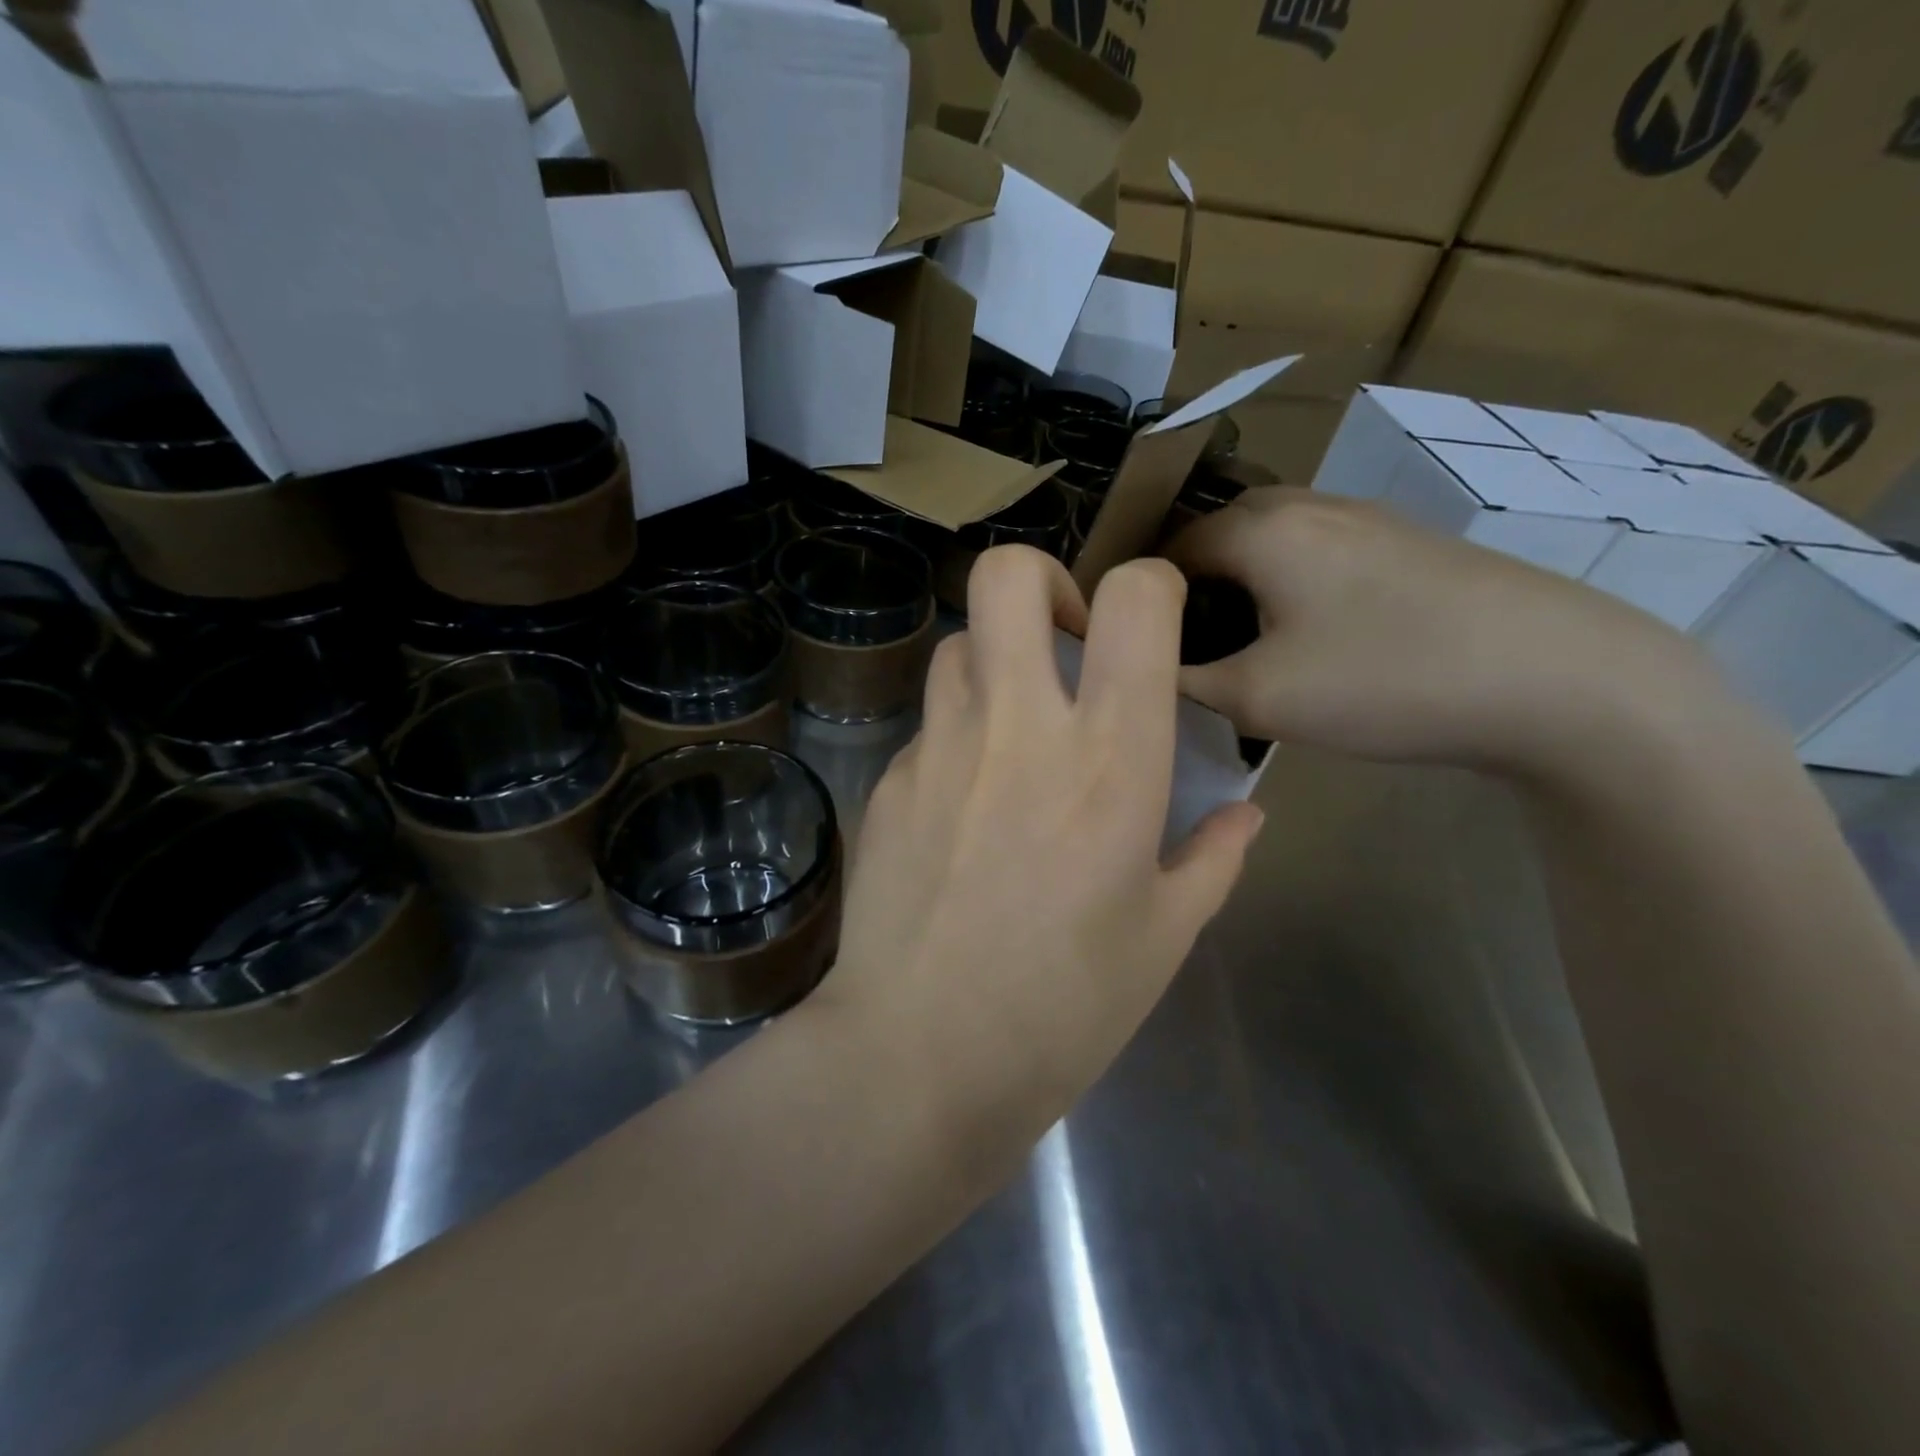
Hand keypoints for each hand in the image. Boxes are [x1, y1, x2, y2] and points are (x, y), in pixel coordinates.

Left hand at [818, 546, 1263, 1131]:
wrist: (919, 1056)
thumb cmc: (1063, 1007)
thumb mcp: (1164, 938)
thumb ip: (1214, 858)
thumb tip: (1246, 813)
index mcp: (1109, 758)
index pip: (1134, 601)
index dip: (1149, 586)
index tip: (1147, 625)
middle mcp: (1018, 727)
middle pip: (1008, 577)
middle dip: (1042, 582)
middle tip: (1064, 641)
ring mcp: (939, 748)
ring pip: (958, 643)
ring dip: (993, 660)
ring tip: (1013, 724)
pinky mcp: (889, 781)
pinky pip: (927, 725)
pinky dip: (955, 736)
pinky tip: (964, 804)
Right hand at [1163, 488, 1734, 779]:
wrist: (1556, 677)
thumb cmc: (1384, 680)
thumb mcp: (1258, 698)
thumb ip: (1185, 679)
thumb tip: (1150, 665)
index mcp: (1259, 529)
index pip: (1166, 548)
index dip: (1141, 597)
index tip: (1134, 647)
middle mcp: (1305, 505)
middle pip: (1217, 538)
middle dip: (1190, 590)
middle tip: (1183, 651)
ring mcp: (1363, 518)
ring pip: (1269, 546)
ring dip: (1241, 589)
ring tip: (1241, 649)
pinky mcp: (1405, 543)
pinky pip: (1315, 556)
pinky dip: (1288, 589)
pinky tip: (1309, 640)